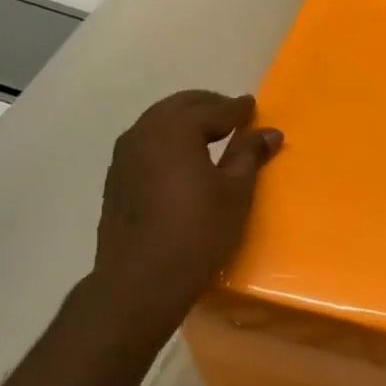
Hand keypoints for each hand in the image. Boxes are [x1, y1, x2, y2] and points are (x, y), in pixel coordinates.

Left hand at [92, 90, 281, 315]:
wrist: (141, 279)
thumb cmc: (198, 230)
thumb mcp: (235, 191)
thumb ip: (249, 154)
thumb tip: (269, 132)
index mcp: (174, 130)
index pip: (212, 109)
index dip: (236, 108)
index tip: (253, 106)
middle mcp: (143, 133)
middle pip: (179, 107)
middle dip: (208, 106)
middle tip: (233, 116)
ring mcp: (124, 156)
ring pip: (158, 124)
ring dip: (185, 122)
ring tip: (211, 135)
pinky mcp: (116, 179)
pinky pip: (146, 144)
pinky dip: (168, 141)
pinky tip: (182, 160)